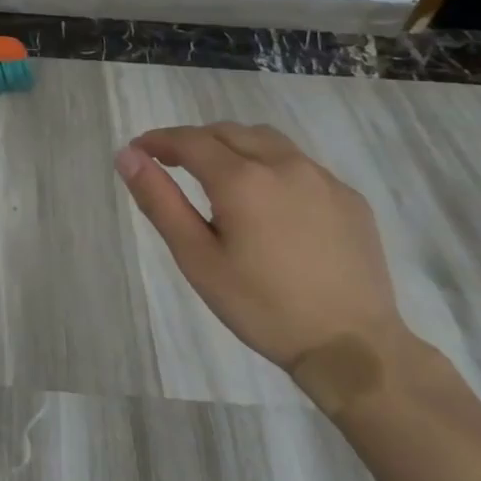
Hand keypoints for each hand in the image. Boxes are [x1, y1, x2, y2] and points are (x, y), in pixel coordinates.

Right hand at [116, 122, 401, 370]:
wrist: (353, 349)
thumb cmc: (262, 307)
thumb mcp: (197, 258)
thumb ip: (160, 200)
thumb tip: (127, 155)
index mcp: (242, 179)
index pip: (189, 141)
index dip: (159, 141)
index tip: (139, 150)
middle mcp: (283, 164)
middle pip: (227, 132)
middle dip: (194, 140)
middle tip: (173, 164)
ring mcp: (322, 177)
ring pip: (266, 140)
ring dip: (234, 146)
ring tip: (220, 175)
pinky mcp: (349, 197)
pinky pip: (300, 164)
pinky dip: (272, 166)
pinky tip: (270, 202)